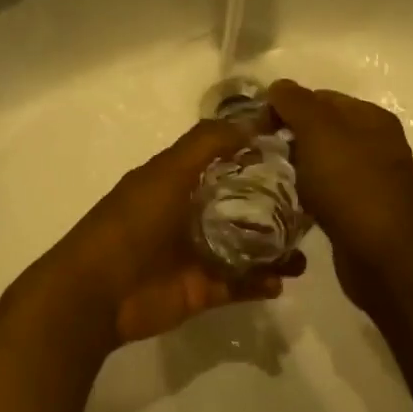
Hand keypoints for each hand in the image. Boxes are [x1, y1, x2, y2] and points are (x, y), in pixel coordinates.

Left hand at [32, 121, 306, 348]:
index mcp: (180, 181)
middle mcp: (191, 213)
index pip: (227, 161)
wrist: (98, 291)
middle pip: (243, 206)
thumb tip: (252, 119)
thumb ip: (207, 143)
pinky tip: (282, 280)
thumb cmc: (132, 223)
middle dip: (277, 207)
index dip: (259, 155)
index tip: (299, 153)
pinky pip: (241, 283)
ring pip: (247, 246)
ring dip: (276, 248)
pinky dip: (263, 282)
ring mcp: (198, 253)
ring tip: (304, 254)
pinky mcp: (203, 290)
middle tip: (314, 208)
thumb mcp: (167, 171)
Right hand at [267, 80, 412, 313]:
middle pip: (323, 129)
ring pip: (323, 161)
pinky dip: (309, 192)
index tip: (257, 125)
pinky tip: (292, 201)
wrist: (382, 256)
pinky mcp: (363, 210)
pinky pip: (328, 190)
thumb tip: (278, 86)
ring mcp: (372, 178)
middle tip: (260, 151)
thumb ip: (296, 103)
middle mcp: (377, 143)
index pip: (321, 97)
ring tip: (271, 176)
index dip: (287, 105)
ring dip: (297, 166)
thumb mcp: (319, 133)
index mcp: (371, 118)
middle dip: (290, 136)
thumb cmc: (350, 186)